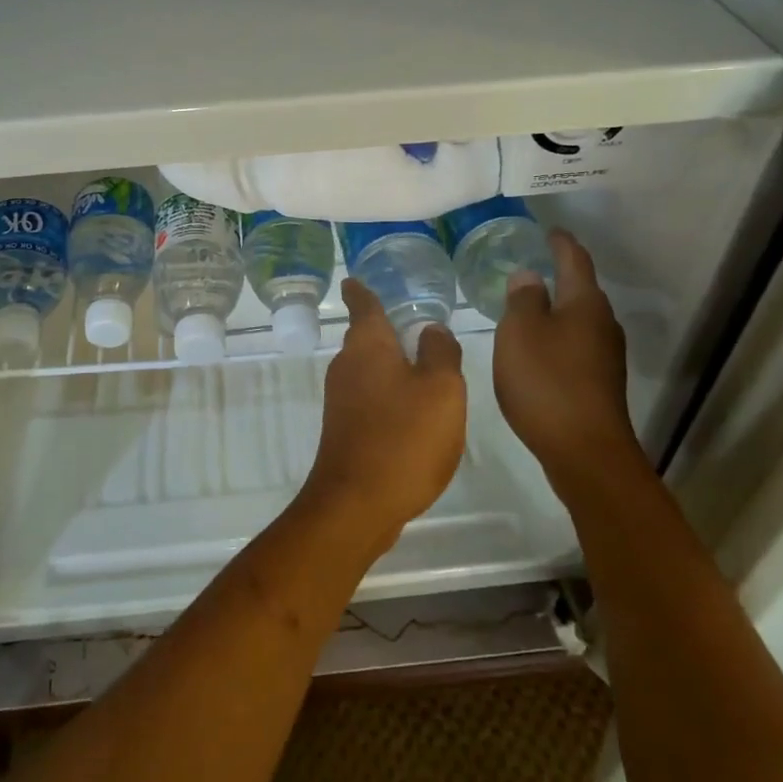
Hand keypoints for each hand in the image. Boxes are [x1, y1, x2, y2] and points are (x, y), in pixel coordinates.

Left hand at [299, 279, 466, 548]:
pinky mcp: (344, 428)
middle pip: (364, 337)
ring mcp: (341, 399)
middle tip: (410, 320)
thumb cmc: (403, 437)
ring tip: (420, 363)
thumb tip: (431, 330)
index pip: (362, 304)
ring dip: (389, 363)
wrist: (357, 502)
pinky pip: (369, 396)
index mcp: (368, 345)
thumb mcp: (441, 389)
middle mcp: (347, 365)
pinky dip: (388, 393)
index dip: (360, 290)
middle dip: (383, 328)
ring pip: (367, 368)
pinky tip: (411, 409)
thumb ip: (440, 353)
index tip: (352, 279)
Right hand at [493, 228, 640, 489]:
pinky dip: (557, 337)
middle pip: (582, 290)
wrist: (585, 452)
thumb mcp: (520, 332)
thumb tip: (530, 276)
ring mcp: (605, 356)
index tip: (549, 230)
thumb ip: (523, 299)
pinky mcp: (600, 383)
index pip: (575, 260)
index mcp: (585, 304)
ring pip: (579, 320)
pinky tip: (538, 348)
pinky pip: (576, 345)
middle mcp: (603, 324)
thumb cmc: (547, 382)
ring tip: (528, 306)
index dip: (560, 243)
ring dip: (557, 309)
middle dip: (559, 275)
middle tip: (531, 266)